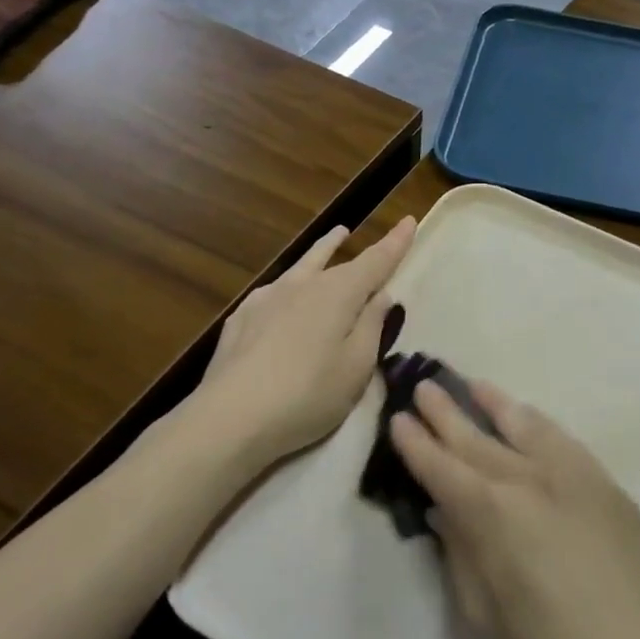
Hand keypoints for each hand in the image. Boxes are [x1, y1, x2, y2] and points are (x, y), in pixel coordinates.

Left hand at [198, 218, 414, 469]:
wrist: (230, 417)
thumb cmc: (308, 395)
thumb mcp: (356, 368)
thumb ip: (371, 327)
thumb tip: (380, 296)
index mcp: (338, 293)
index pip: (375, 261)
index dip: (395, 243)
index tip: (409, 221)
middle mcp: (302, 285)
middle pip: (333, 258)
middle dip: (350, 246)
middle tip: (357, 233)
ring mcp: (266, 298)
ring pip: (301, 266)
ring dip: (320, 251)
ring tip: (333, 237)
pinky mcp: (241, 319)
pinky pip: (274, 291)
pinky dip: (289, 285)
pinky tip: (284, 296)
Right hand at [391, 380, 639, 638]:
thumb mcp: (484, 614)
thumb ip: (461, 552)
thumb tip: (447, 512)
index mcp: (493, 514)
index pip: (443, 469)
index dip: (417, 445)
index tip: (398, 419)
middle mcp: (529, 479)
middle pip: (478, 439)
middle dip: (446, 414)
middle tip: (423, 387)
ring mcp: (572, 474)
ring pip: (523, 425)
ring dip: (494, 404)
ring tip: (471, 385)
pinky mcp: (605, 483)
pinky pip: (562, 439)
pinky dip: (536, 423)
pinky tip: (527, 417)